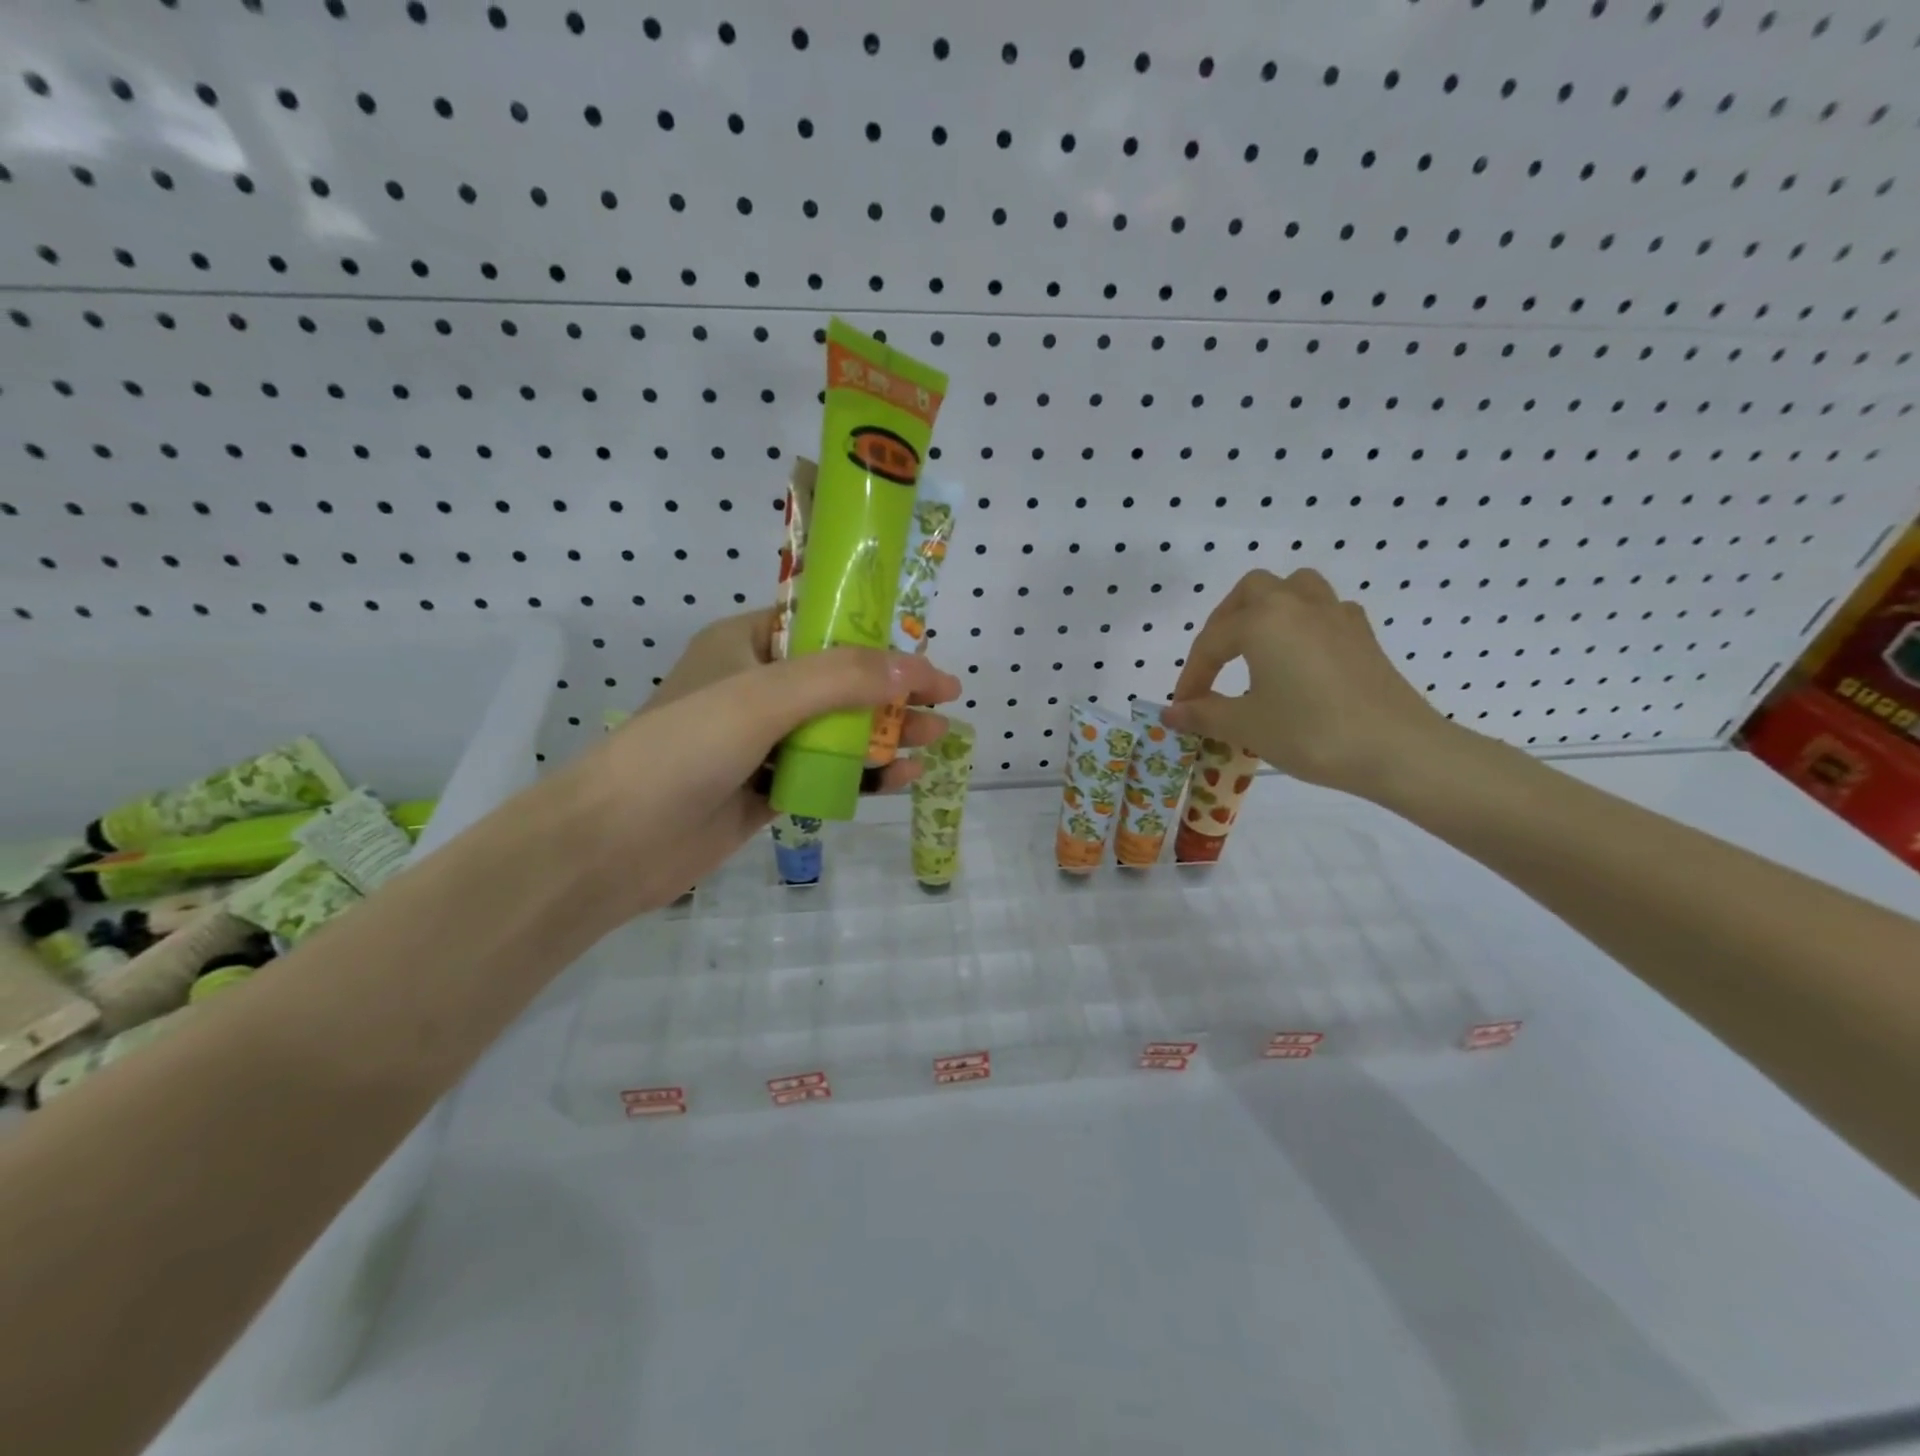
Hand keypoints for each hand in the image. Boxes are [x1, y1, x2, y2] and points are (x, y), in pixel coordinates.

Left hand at [559, 612, 959, 914]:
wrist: (614, 843)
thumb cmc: (684, 748)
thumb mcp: (764, 697)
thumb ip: (842, 678)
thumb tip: (915, 671)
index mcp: (746, 643)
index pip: (824, 625)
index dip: (878, 635)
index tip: (923, 652)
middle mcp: (757, 686)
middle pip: (841, 680)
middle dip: (894, 691)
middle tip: (946, 700)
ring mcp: (762, 741)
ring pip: (839, 729)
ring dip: (888, 733)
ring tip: (937, 740)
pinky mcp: (766, 787)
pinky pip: (826, 772)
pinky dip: (864, 774)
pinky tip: (902, 779)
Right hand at [1165, 569, 1448, 799]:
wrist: (1397, 749)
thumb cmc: (1311, 732)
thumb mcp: (1247, 725)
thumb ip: (1204, 714)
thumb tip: (1171, 713)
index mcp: (1262, 620)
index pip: (1211, 643)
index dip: (1191, 676)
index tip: (1182, 709)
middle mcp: (1297, 604)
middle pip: (1251, 593)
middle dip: (1224, 623)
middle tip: (1214, 662)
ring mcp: (1336, 614)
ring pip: (1293, 588)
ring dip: (1266, 608)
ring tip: (1255, 643)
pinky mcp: (1362, 634)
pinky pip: (1324, 610)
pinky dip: (1303, 622)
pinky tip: (1300, 654)